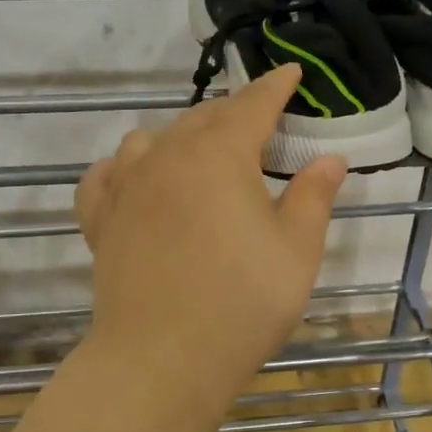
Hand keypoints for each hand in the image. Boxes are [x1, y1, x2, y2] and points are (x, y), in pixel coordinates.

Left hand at [76, 65, 346, 404]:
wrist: (162, 358)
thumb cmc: (242, 302)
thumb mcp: (297, 250)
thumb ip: (314, 197)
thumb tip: (330, 160)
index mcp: (220, 155)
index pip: (252, 105)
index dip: (274, 87)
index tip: (290, 73)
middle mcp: (168, 157)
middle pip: (203, 117)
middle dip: (233, 112)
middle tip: (258, 121)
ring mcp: (127, 187)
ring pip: (152, 139)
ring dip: (181, 135)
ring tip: (201, 152)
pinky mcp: (100, 220)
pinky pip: (105, 177)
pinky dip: (124, 168)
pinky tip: (133, 177)